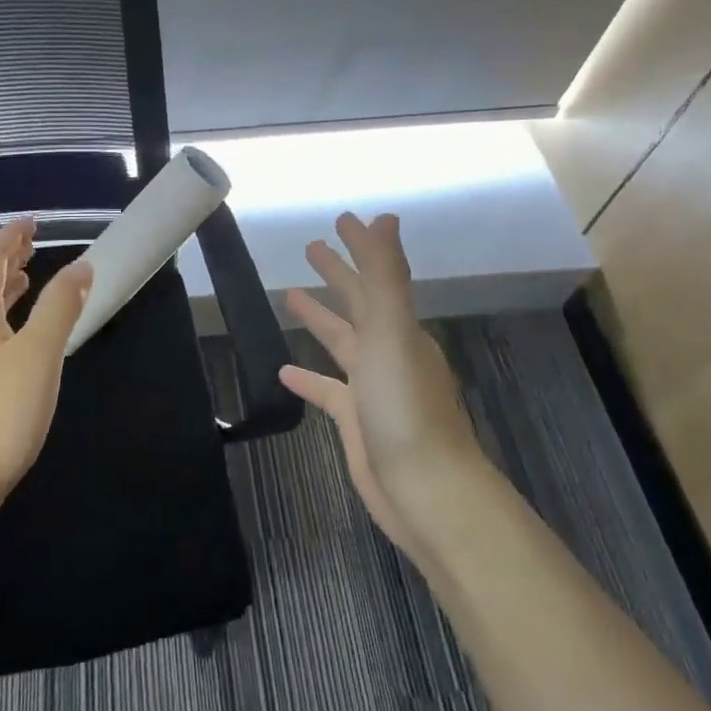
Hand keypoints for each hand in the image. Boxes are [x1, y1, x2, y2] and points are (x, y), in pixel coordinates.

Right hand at [280, 212, 487, 559]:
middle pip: (358, 303)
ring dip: (319, 317)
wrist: (426, 492)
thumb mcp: (393, 332)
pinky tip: (283, 370)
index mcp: (400, 328)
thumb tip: (386, 219)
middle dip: (338, 273)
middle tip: (310, 246)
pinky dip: (308, 377)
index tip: (342, 218)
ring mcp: (372, 387)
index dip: (360, 245)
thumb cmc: (406, 407)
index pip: (376, 274)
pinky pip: (328, 390)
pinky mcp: (356, 421)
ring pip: (341, 341)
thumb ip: (385, 277)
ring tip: (289, 294)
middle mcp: (388, 351)